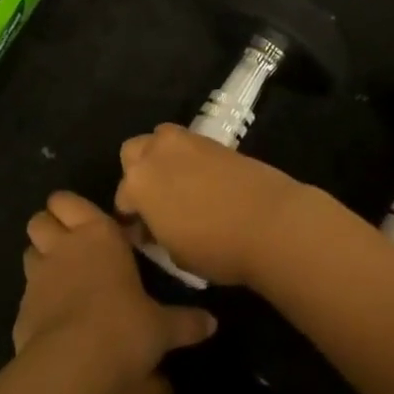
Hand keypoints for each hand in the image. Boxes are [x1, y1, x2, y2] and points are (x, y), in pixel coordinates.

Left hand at [15, 191, 216, 391]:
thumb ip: (185, 321)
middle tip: (70, 246)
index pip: (68, 201)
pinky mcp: (20, 310)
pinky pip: (25, 296)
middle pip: (40, 219)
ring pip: (28, 251)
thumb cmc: (124, 328)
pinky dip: (36, 302)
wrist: (73, 366)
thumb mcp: (162, 327)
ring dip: (40, 260)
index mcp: (98, 234)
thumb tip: (213, 323)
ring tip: (60, 280)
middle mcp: (63, 246)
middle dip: (50, 227)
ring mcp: (37, 277)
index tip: (84, 222)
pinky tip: (53, 322)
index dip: (70, 208)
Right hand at [114, 125, 311, 286]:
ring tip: (177, 185)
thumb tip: (155, 226)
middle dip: (138, 173)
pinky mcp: (212, 139)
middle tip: (155, 201)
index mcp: (138, 183)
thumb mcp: (174, 254)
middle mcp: (155, 153)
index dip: (131, 218)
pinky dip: (187, 157)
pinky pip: (188, 144)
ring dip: (161, 158)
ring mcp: (186, 140)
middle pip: (133, 153)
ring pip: (159, 139)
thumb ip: (156, 233)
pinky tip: (202, 181)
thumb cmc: (216, 247)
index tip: (143, 234)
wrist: (270, 222)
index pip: (122, 198)